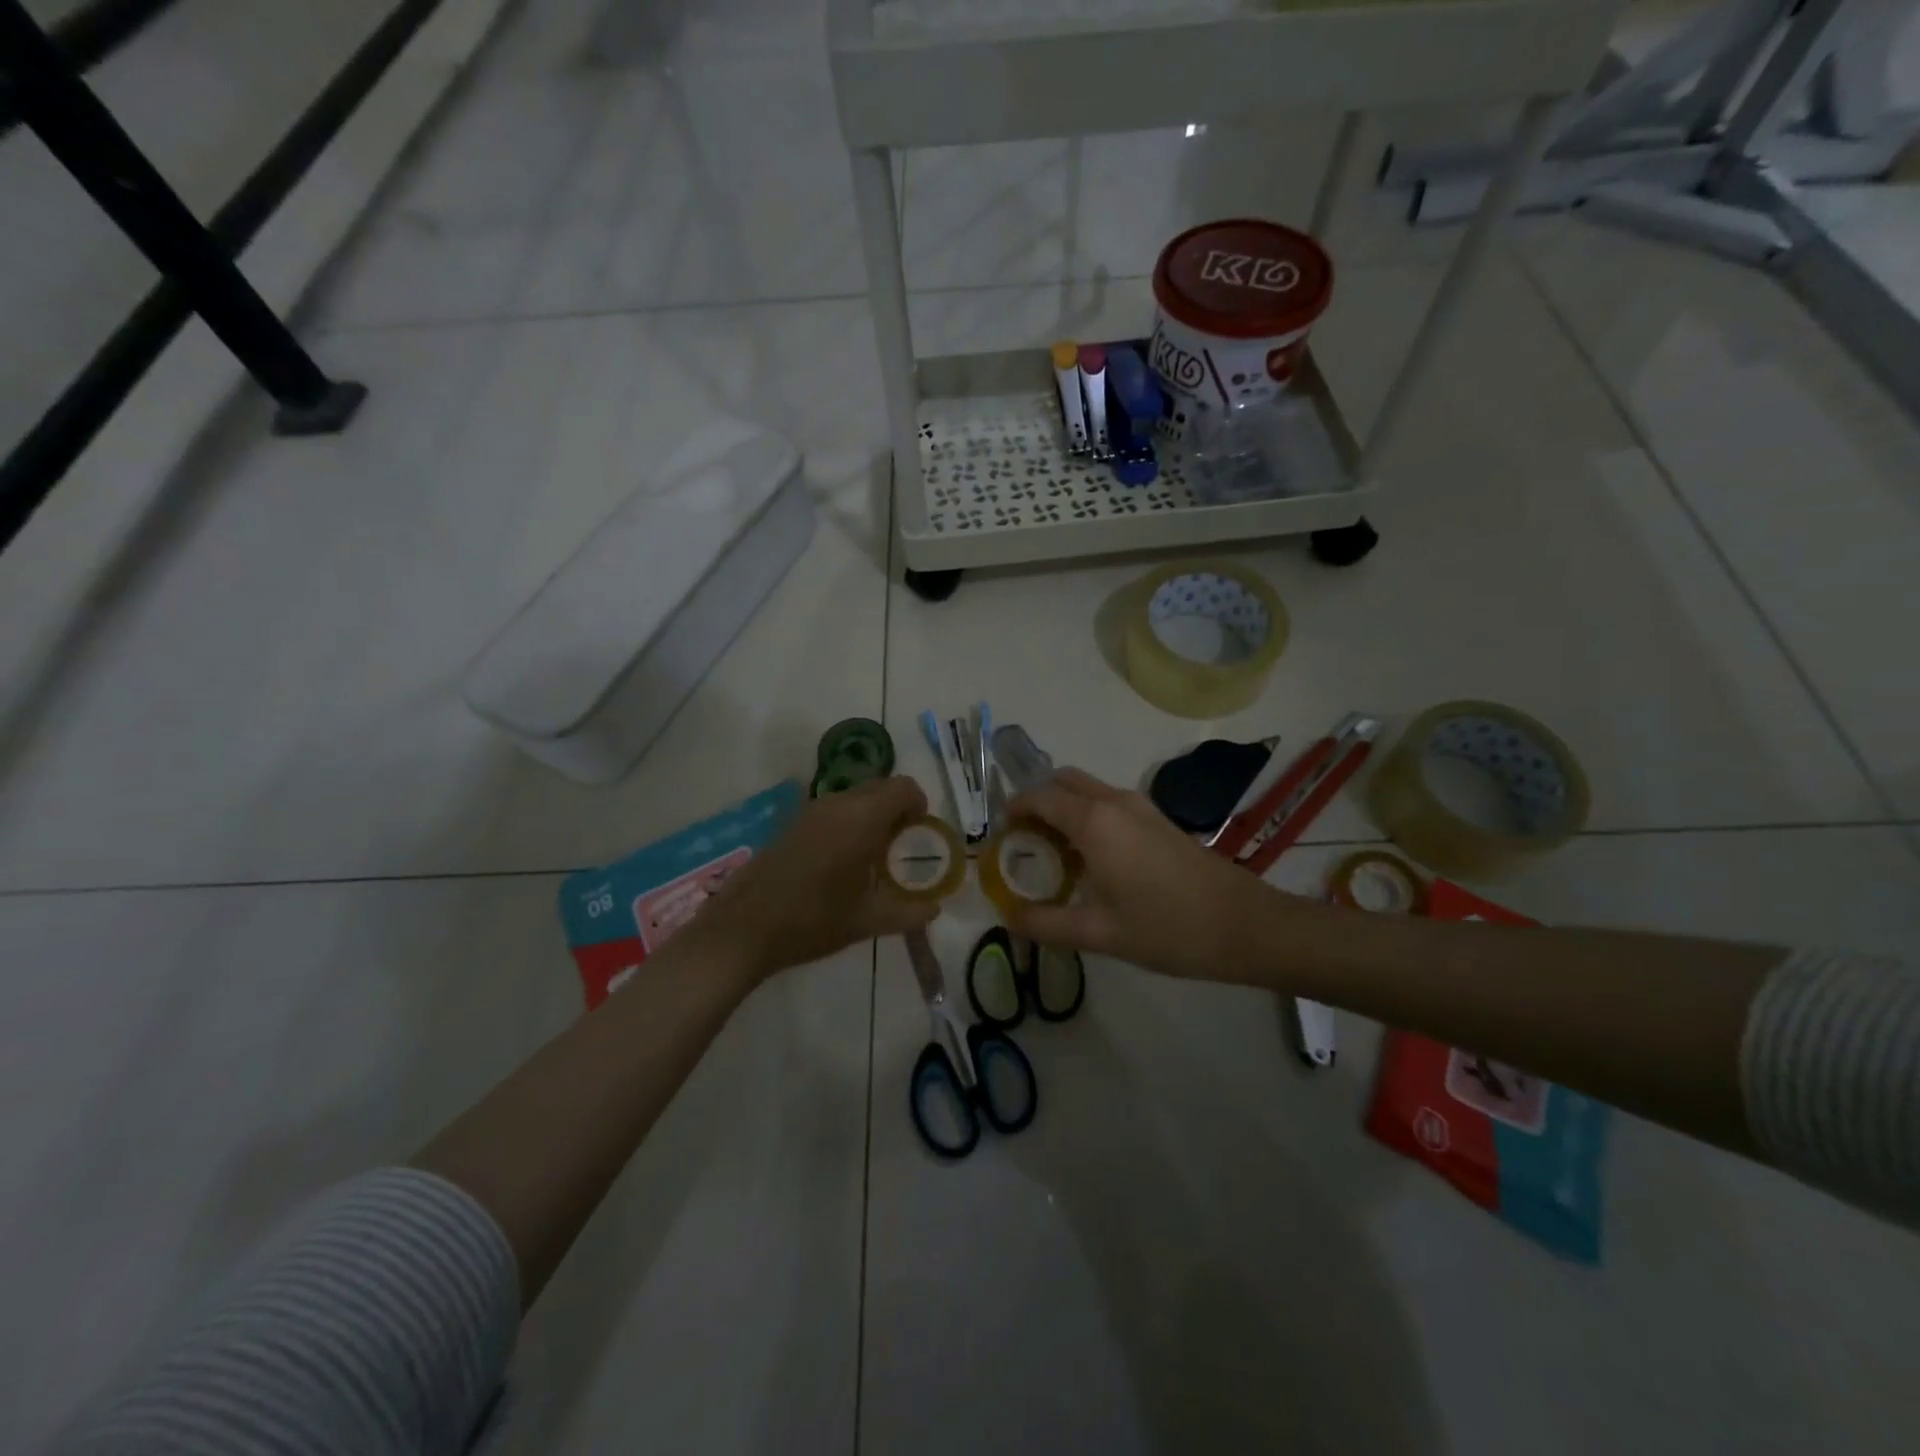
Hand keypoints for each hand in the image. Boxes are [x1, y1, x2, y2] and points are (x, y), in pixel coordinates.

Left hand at [690, 775, 938, 982]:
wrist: (743, 929)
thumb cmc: (812, 921)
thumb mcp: (867, 921)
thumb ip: (908, 912)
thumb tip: (935, 910)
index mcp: (862, 818)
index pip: (903, 787)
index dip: (918, 805)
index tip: (918, 835)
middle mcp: (837, 804)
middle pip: (880, 788)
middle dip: (896, 811)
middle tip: (899, 849)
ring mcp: (809, 811)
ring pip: (854, 798)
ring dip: (870, 817)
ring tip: (871, 859)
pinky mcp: (790, 823)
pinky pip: (831, 810)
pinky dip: (846, 823)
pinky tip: (839, 864)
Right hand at [1003, 768, 1302, 981]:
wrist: (1246, 925)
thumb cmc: (1168, 928)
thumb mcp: (1099, 934)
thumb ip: (1045, 923)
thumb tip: (1007, 916)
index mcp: (1094, 821)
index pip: (1038, 797)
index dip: (1013, 811)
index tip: (1001, 838)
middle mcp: (1114, 801)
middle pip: (1062, 782)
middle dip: (1037, 802)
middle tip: (1025, 843)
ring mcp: (1141, 806)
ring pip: (1087, 790)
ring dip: (1063, 808)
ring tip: (1054, 855)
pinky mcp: (1159, 819)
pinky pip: (1109, 802)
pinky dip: (1088, 815)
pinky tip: (1092, 860)